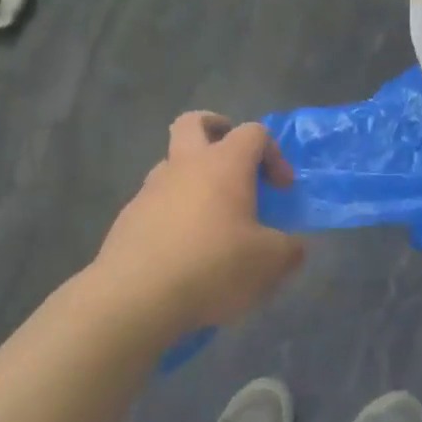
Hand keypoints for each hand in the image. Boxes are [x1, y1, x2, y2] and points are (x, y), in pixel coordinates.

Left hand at [92, 112, 304, 336]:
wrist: (135, 298)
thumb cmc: (213, 266)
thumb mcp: (269, 264)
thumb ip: (289, 249)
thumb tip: (293, 247)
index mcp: (224, 164)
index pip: (253, 133)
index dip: (273, 153)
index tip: (280, 188)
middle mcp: (185, 165)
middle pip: (194, 123)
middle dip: (216, 129)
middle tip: (233, 158)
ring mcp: (151, 190)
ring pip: (172, 164)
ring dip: (192, 178)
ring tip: (210, 218)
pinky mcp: (128, 219)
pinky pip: (156, 202)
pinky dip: (173, 213)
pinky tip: (183, 250)